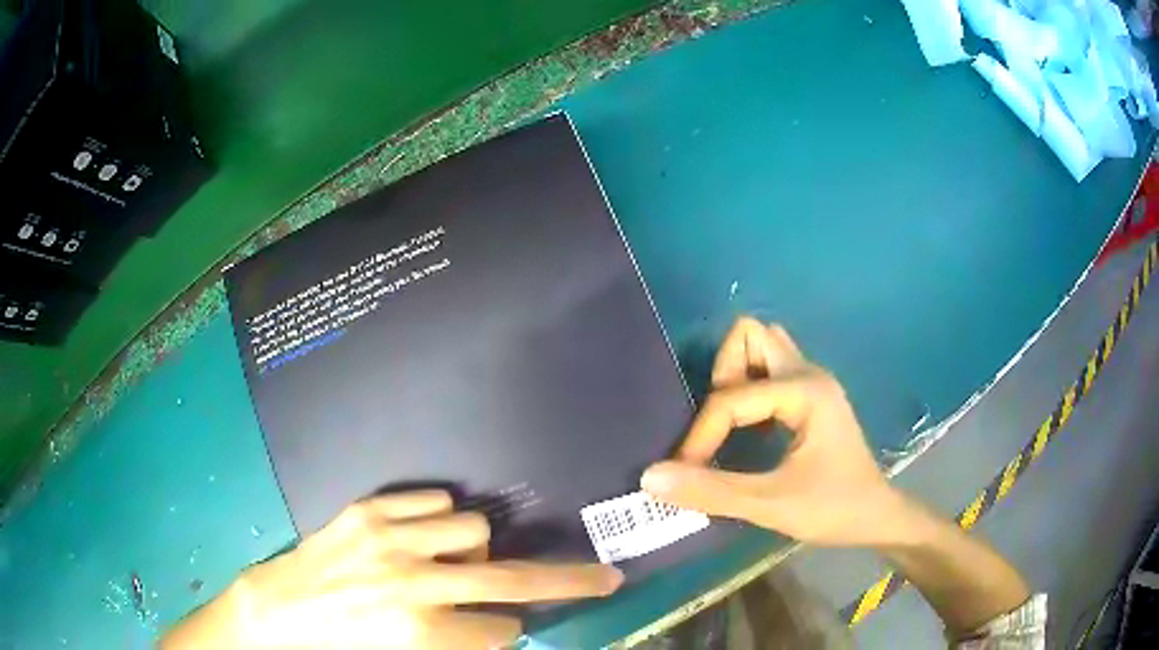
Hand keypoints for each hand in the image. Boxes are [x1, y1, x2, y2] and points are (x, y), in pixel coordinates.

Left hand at [168, 490, 621, 648]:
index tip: (493, 632)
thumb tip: (500, 626)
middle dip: (567, 581)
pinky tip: (421, 536)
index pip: (501, 630)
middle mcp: (410, 580)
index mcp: (418, 630)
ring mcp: (387, 537)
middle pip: (509, 579)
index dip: (501, 634)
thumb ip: (458, 644)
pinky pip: (430, 499)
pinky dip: (437, 518)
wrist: (276, 614)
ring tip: (446, 564)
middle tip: (604, 577)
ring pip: (470, 527)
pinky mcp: (365, 509)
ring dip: (470, 551)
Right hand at [641, 317, 908, 546]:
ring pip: (762, 346)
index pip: (732, 396)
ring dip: (735, 375)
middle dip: (722, 375)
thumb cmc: (833, 509)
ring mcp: (812, 381)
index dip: (702, 434)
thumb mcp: (772, 505)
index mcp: (805, 391)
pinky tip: (747, 426)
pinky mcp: (810, 395)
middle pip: (750, 335)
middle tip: (716, 425)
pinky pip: (770, 369)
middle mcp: (808, 373)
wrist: (877, 517)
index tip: (686, 472)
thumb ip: (712, 490)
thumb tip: (650, 477)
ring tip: (728, 423)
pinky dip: (748, 387)